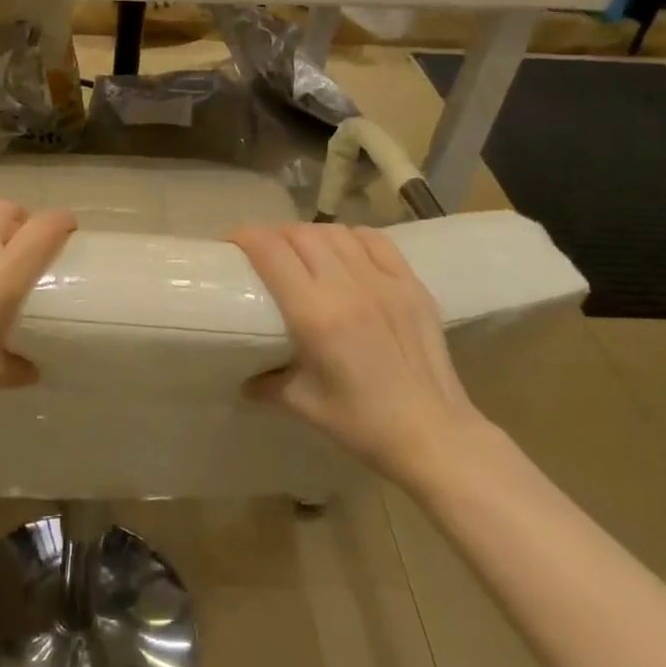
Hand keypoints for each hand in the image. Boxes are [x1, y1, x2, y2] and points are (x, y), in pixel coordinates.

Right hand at [231, 223, 481, 484]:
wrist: (434, 434)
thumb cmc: (362, 424)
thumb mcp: (303, 403)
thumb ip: (267, 383)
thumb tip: (245, 377)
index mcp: (315, 315)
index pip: (272, 252)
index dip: (246, 237)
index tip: (231, 243)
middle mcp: (348, 287)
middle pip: (300, 234)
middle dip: (274, 235)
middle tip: (261, 251)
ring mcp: (384, 282)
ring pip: (336, 232)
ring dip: (309, 234)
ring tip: (300, 250)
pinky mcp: (412, 285)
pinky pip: (375, 240)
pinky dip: (350, 236)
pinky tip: (343, 250)